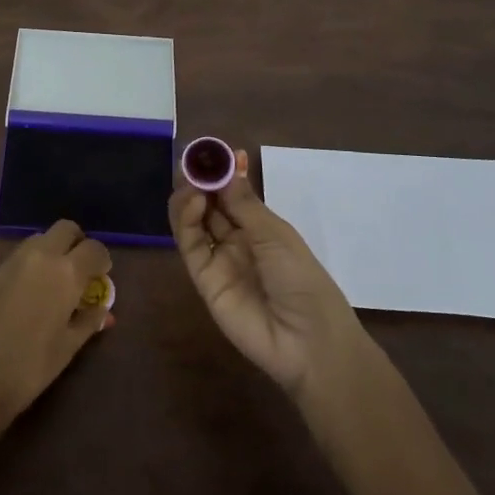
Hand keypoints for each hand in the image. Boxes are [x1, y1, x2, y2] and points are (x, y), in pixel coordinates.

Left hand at [0, 221, 113, 430]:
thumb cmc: (29, 368)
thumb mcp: (68, 348)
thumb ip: (88, 322)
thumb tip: (103, 311)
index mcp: (66, 273)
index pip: (94, 248)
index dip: (102, 260)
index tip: (101, 277)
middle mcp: (39, 257)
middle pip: (65, 229)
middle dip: (76, 243)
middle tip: (79, 270)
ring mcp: (10, 262)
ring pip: (39, 239)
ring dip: (51, 251)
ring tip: (52, 284)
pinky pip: (17, 259)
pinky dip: (28, 267)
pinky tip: (24, 298)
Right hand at [169, 152, 367, 403]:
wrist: (308, 341)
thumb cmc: (302, 279)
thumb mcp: (276, 235)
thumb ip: (244, 203)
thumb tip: (229, 165)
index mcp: (261, 228)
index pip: (233, 194)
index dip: (221, 174)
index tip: (209, 152)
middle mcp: (237, 240)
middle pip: (210, 205)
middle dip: (200, 182)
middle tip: (192, 163)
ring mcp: (219, 260)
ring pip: (194, 223)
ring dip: (189, 198)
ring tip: (191, 183)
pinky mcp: (204, 280)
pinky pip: (191, 246)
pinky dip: (186, 222)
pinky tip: (193, 203)